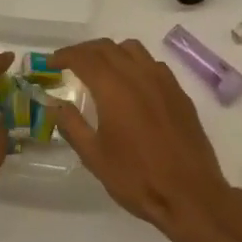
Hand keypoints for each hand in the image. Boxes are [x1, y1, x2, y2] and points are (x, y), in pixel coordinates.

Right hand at [47, 38, 241, 241]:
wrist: (190, 194)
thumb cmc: (137, 178)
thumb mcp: (95, 156)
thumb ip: (72, 125)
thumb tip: (54, 105)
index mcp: (115, 88)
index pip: (85, 58)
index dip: (65, 55)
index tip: (51, 62)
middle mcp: (139, 75)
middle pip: (108, 47)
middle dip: (85, 51)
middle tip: (70, 64)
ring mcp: (164, 81)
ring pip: (133, 49)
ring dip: (111, 52)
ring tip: (100, 69)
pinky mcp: (179, 92)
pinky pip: (152, 64)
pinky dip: (134, 63)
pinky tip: (131, 84)